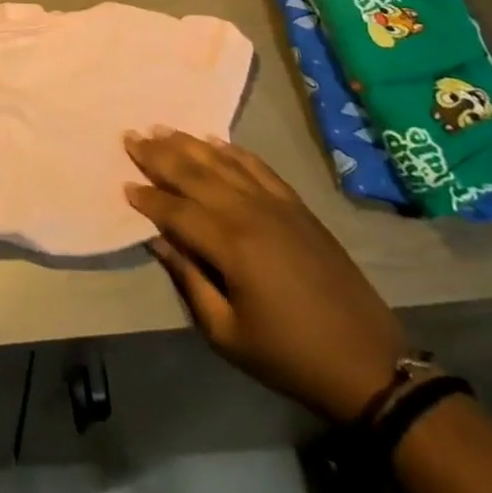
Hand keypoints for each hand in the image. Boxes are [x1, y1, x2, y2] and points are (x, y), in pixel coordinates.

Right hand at [124, 129, 408, 423]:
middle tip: (130, 136)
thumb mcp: (227, 333)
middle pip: (194, 173)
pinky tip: (213, 141)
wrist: (368, 363)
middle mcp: (249, 212)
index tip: (124, 185)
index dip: (147, 198)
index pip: (175, 210)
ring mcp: (276, 203)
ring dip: (188, 144)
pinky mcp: (296, 205)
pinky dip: (231, 150)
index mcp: (230, 244)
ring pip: (222, 162)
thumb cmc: (289, 355)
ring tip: (161, 129)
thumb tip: (157, 240)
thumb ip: (189, 280)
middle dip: (158, 155)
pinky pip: (257, 166)